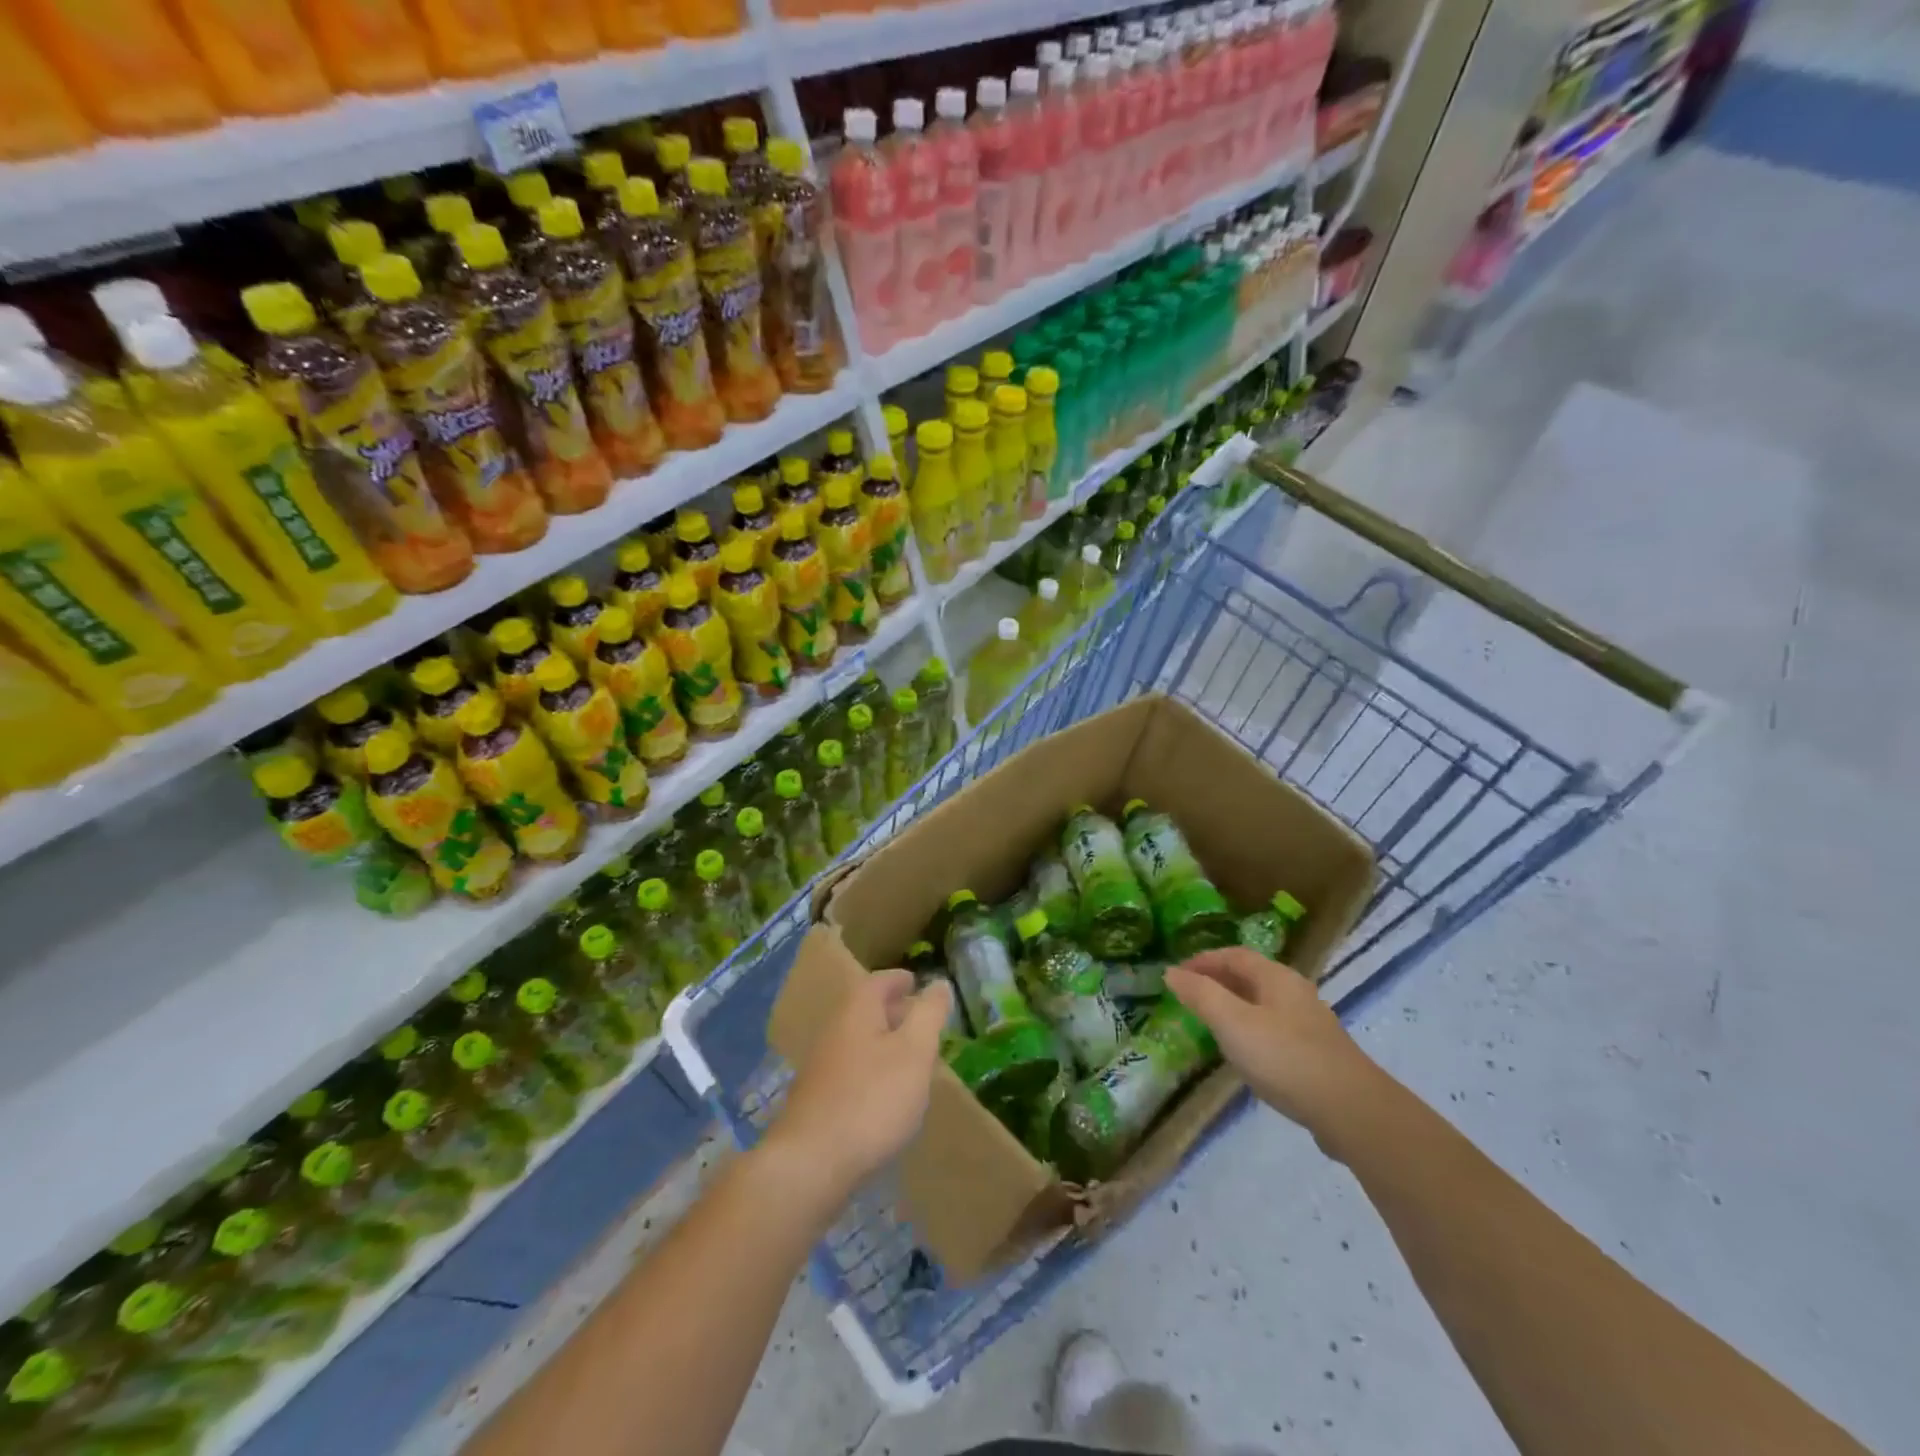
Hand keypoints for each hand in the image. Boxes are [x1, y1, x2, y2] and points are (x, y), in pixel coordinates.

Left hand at [763, 969, 950, 1206]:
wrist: (811, 1163)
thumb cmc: (873, 1099)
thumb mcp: (915, 1052)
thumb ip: (929, 1015)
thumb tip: (939, 983)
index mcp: (857, 1010)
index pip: (880, 981)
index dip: (900, 980)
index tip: (917, 982)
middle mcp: (834, 1030)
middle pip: (866, 1009)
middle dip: (893, 1011)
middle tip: (921, 1020)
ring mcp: (821, 1066)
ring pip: (858, 1041)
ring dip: (883, 1042)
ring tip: (911, 1058)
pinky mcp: (817, 1100)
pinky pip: (851, 1070)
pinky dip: (872, 1070)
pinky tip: (886, 1095)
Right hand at [1165, 948, 1378, 1139]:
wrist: (1351, 1111)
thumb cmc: (1284, 1057)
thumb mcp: (1232, 1022)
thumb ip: (1201, 995)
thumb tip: (1171, 972)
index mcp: (1276, 977)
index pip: (1233, 955)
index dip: (1203, 960)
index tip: (1176, 974)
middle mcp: (1296, 992)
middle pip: (1251, 976)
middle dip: (1218, 981)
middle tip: (1189, 997)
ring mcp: (1310, 1023)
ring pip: (1263, 1003)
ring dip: (1234, 1006)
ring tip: (1211, 1023)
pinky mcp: (1318, 1053)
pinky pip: (1275, 1028)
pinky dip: (1251, 1029)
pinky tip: (1246, 1053)